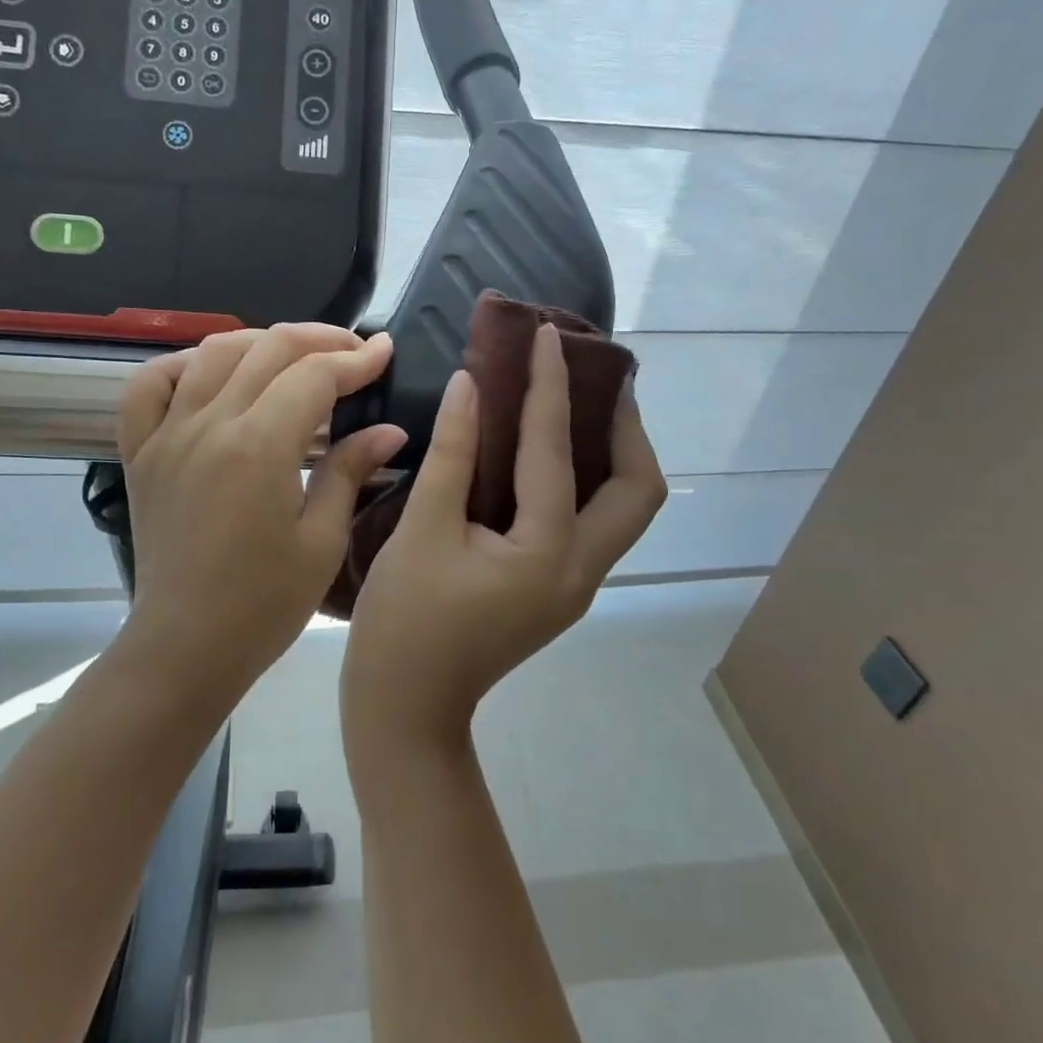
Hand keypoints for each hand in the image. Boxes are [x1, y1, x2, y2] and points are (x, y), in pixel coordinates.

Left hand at [116, 324, 405, 696]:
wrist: (186, 646)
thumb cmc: (264, 604)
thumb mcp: (322, 541)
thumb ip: (350, 471)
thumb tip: (389, 429)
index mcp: (260, 446)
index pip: (314, 375)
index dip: (356, 359)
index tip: (385, 352)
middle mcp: (209, 424)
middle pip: (267, 350)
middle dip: (319, 340)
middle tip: (352, 351)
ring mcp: (167, 434)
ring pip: (211, 353)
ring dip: (260, 342)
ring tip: (294, 357)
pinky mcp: (140, 453)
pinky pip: (149, 387)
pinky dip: (181, 365)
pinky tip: (210, 373)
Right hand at [341, 324, 666, 751]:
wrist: (407, 707)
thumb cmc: (405, 621)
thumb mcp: (422, 529)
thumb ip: (453, 453)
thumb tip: (472, 386)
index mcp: (547, 552)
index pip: (556, 450)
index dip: (550, 386)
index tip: (548, 335)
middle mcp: (580, 570)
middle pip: (637, 491)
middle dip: (626, 428)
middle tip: (597, 381)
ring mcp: (575, 586)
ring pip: (622, 511)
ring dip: (613, 456)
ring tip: (582, 408)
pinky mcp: (558, 592)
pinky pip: (591, 525)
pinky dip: (584, 483)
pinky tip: (547, 459)